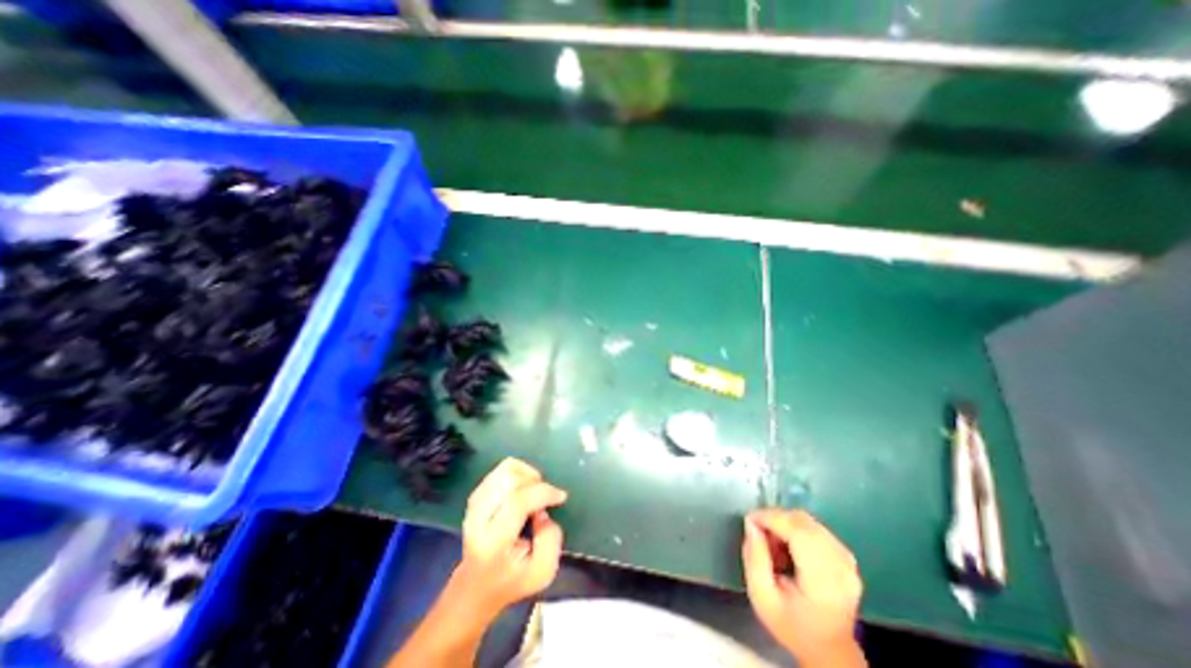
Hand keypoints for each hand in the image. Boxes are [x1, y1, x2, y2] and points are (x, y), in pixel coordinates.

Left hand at [451, 457, 572, 618]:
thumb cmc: (512, 580)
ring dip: (527, 474)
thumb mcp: (542, 573)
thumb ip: (551, 540)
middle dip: (535, 482)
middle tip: (546, 497)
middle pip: (510, 480)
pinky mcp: (476, 495)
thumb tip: (543, 511)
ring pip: (505, 470)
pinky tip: (525, 488)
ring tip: (535, 490)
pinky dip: (519, 472)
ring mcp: (474, 504)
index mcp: (493, 543)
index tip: (561, 497)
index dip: (543, 493)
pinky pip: (501, 469)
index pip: (517, 502)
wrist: (476, 586)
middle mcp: (478, 519)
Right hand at [742, 512, 861, 661]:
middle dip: (775, 518)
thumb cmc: (791, 626)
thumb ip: (754, 558)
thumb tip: (751, 524)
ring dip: (785, 523)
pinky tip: (788, 544)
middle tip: (758, 533)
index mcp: (823, 583)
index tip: (749, 520)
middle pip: (803, 522)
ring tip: (773, 543)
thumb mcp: (761, 598)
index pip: (798, 532)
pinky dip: (796, 527)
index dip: (771, 518)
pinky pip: (815, 527)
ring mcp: (847, 560)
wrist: (829, 651)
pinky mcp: (846, 555)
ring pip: (808, 521)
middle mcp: (841, 567)